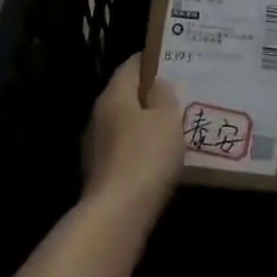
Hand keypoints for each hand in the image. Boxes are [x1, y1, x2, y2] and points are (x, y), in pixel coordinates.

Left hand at [82, 55, 184, 216]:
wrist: (117, 215)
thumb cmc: (146, 156)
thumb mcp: (167, 118)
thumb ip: (164, 95)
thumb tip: (158, 85)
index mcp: (114, 94)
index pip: (132, 64)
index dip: (153, 61)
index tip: (175, 62)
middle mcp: (99, 115)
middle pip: (127, 95)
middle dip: (151, 95)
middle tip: (180, 96)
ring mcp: (95, 146)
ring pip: (125, 124)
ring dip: (146, 125)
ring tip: (175, 128)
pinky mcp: (100, 174)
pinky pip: (125, 151)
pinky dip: (141, 150)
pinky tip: (161, 160)